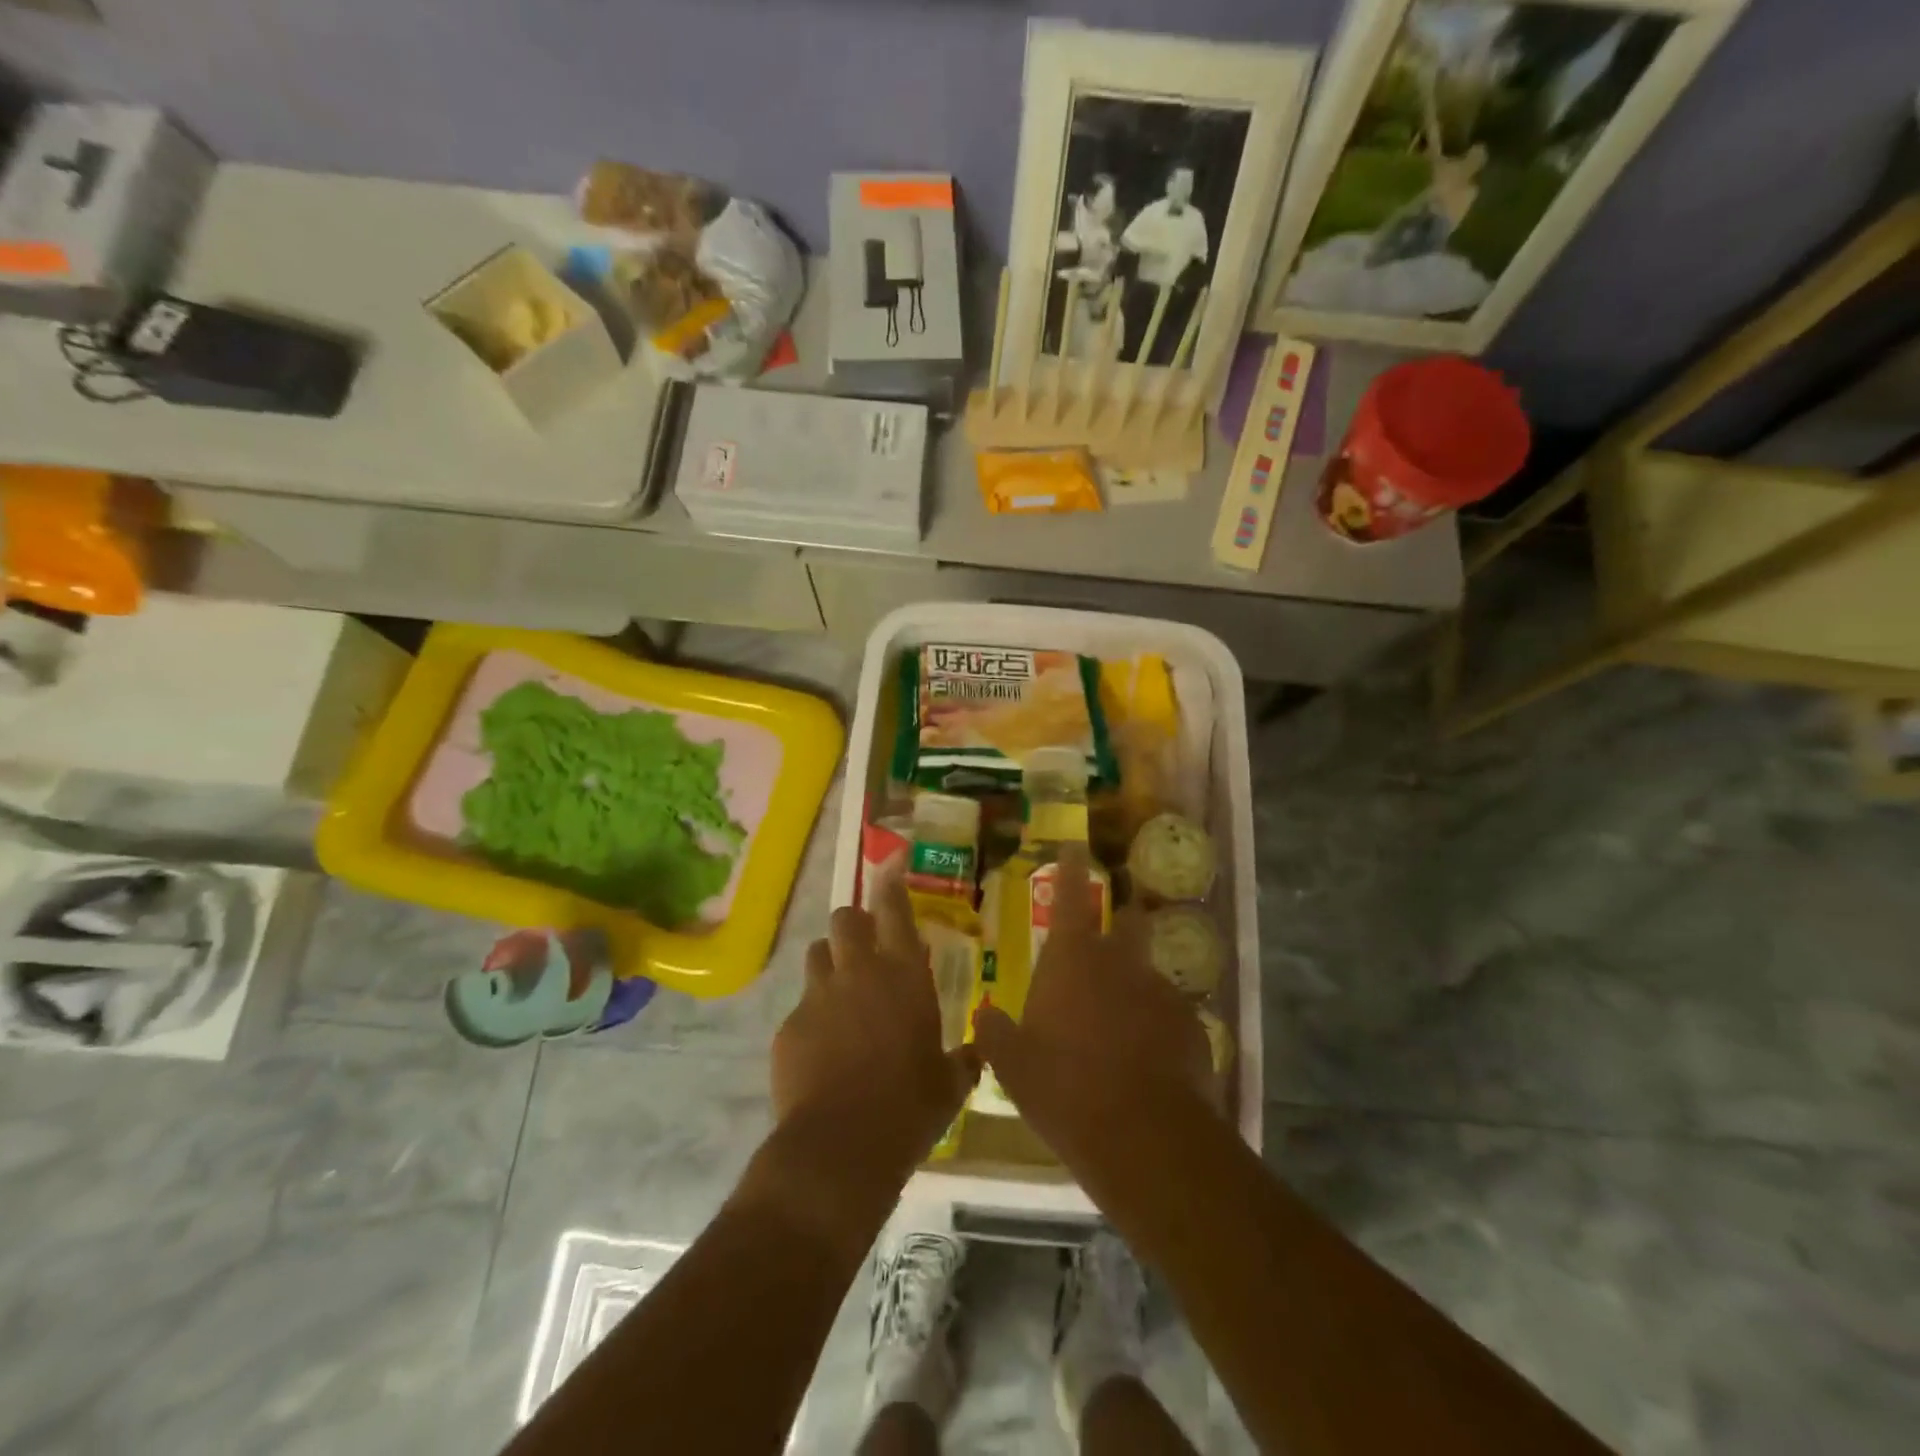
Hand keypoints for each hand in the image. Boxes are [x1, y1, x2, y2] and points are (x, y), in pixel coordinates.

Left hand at [770, 863, 978, 1187]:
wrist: (842, 1146)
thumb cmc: (910, 1108)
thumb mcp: (949, 1085)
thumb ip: (963, 1059)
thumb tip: (977, 1051)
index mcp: (904, 976)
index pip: (894, 909)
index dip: (891, 883)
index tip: (889, 864)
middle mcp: (859, 973)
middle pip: (845, 918)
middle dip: (854, 924)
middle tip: (863, 947)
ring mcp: (818, 996)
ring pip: (816, 954)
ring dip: (829, 963)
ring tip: (839, 993)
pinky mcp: (789, 1025)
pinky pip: (800, 1006)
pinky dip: (811, 1016)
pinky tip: (820, 1051)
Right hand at [972, 845, 1212, 1178]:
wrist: (1144, 1136)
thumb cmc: (1065, 1088)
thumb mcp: (1013, 1064)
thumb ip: (995, 1032)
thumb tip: (985, 1015)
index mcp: (1073, 959)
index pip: (1072, 896)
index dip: (1073, 867)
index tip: (1076, 845)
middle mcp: (1120, 963)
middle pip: (1126, 921)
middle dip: (1120, 917)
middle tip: (1108, 930)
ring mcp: (1160, 993)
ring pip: (1147, 971)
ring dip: (1135, 982)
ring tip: (1121, 1018)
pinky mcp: (1190, 1027)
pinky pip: (1168, 1014)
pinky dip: (1155, 1023)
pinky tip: (1145, 1058)